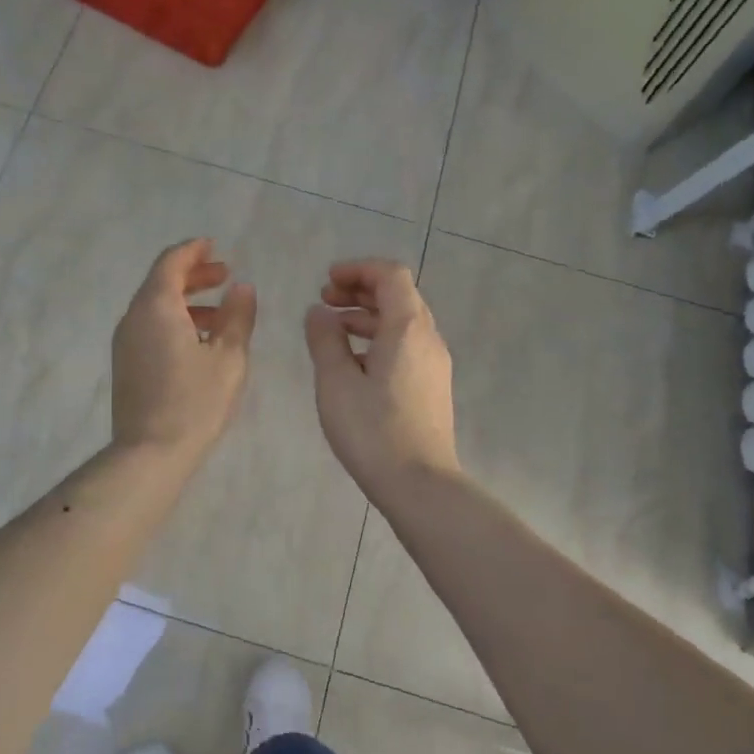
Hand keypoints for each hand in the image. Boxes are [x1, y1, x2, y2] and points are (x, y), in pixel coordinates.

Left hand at [112, 239, 257, 459]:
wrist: (150, 453)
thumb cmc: (195, 402)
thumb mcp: (229, 357)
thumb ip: (238, 316)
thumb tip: (242, 288)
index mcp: (156, 307)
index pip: (171, 263)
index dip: (193, 251)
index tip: (213, 245)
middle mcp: (133, 318)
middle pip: (161, 283)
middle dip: (193, 275)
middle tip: (224, 274)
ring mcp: (125, 343)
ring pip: (155, 307)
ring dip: (185, 301)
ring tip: (219, 311)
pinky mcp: (126, 364)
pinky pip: (150, 328)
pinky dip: (174, 321)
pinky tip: (199, 341)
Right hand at [304, 258, 459, 504]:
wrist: (420, 484)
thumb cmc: (373, 430)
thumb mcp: (336, 382)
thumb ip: (324, 339)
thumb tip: (319, 313)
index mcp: (407, 328)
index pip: (391, 275)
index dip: (358, 269)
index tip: (326, 281)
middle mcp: (428, 339)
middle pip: (399, 296)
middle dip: (360, 290)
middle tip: (324, 300)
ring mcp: (434, 364)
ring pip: (402, 322)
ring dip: (366, 316)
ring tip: (331, 330)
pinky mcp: (431, 386)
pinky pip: (405, 346)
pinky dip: (377, 339)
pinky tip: (352, 362)